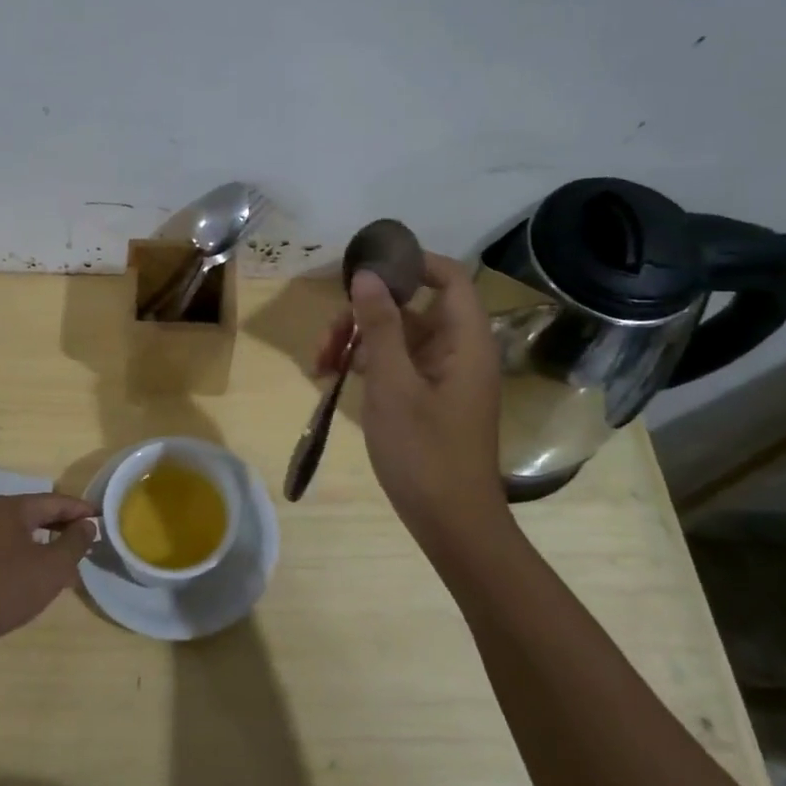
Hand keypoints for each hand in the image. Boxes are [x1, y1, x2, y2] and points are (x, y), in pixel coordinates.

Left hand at [0, 493, 98, 656]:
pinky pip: (11, 549)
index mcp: (13, 508)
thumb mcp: (51, 567)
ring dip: (49, 545)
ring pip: (25, 534)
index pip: (57, 501)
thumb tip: (87, 525)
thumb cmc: (4, 588)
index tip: (104, 519)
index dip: (82, 510)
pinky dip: (31, 557)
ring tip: (70, 564)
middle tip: (90, 541)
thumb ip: (74, 542)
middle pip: (39, 514)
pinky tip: (40, 578)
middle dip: (65, 528)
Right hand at [314, 252, 507, 548]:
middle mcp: (457, 350)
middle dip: (364, 314)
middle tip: (327, 338)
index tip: (366, 267)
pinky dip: (366, 365)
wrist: (450, 522)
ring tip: (320, 365)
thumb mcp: (394, 385)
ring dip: (357, 342)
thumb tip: (366, 275)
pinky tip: (333, 378)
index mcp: (465, 340)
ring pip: (396, 337)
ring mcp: (441, 375)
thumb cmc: (424, 452)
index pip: (449, 277)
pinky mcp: (426, 397)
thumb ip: (380, 326)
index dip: (411, 263)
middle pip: (410, 308)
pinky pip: (395, 364)